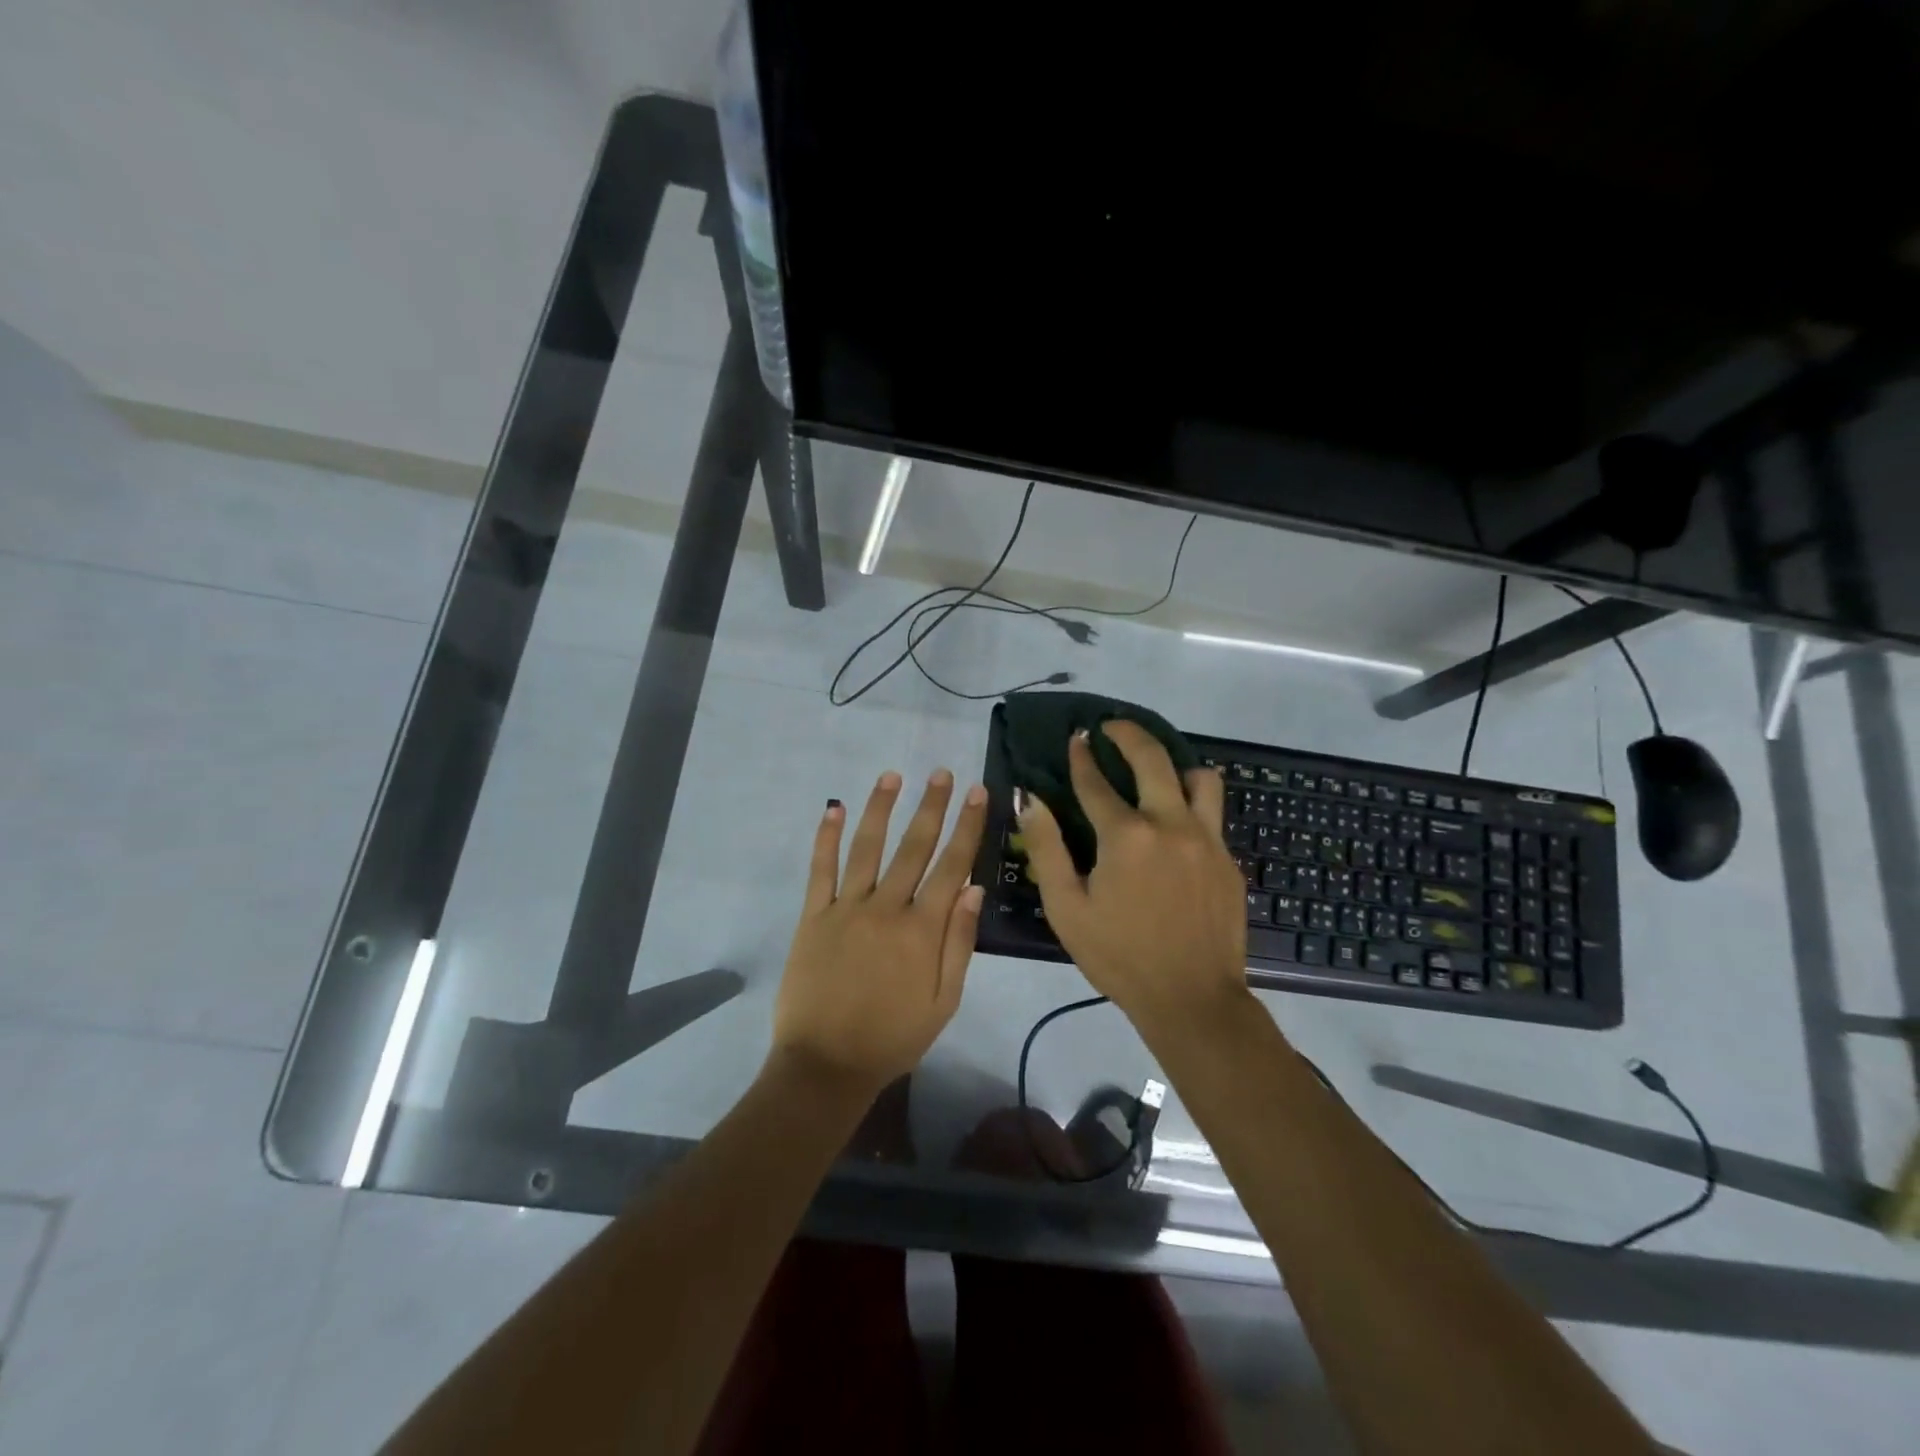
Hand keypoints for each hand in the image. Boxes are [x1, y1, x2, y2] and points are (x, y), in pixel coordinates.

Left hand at [772, 769, 986, 1096]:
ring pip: (867, 847)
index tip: (977, 793)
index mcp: (922, 929)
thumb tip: (973, 887)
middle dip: (931, 806)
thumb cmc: (893, 1038)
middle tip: (941, 773)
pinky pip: (821, 870)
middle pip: (914, 847)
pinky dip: (826, 837)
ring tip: (892, 776)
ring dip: (880, 809)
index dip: (967, 826)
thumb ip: (959, 942)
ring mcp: (846, 908)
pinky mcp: (814, 916)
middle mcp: (886, 908)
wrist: (826, 1065)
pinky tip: (833, 808)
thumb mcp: (943, 1001)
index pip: (952, 865)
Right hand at [1019, 723, 1250, 1032]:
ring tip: (1157, 772)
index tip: (1076, 737)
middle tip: (1112, 726)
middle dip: (1128, 734)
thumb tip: (1029, 799)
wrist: (1192, 999)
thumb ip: (1046, 848)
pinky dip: (1192, 805)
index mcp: (1126, 836)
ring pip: (1200, 778)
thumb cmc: (1119, 956)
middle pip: (1153, 759)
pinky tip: (1176, 824)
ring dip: (1175, 766)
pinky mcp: (1228, 860)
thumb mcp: (1066, 907)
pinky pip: (1213, 815)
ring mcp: (1207, 840)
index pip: (1096, 782)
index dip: (1082, 757)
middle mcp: (1171, 825)